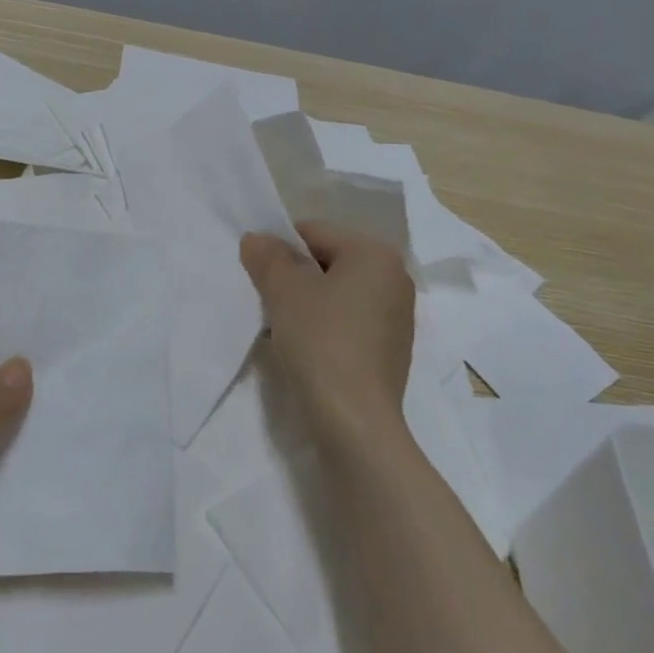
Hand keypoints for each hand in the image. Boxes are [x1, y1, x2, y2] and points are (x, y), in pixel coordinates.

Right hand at [240, 221, 414, 453]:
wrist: (354, 420)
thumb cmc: (321, 342)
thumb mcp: (284, 291)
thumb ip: (268, 256)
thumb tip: (257, 239)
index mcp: (375, 254)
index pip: (314, 232)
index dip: (279, 248)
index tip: (258, 277)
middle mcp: (394, 277)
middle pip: (327, 261)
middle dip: (294, 277)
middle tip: (268, 302)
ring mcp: (397, 315)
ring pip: (336, 293)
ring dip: (306, 303)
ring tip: (284, 328)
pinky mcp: (390, 348)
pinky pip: (348, 321)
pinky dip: (324, 326)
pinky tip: (306, 349)